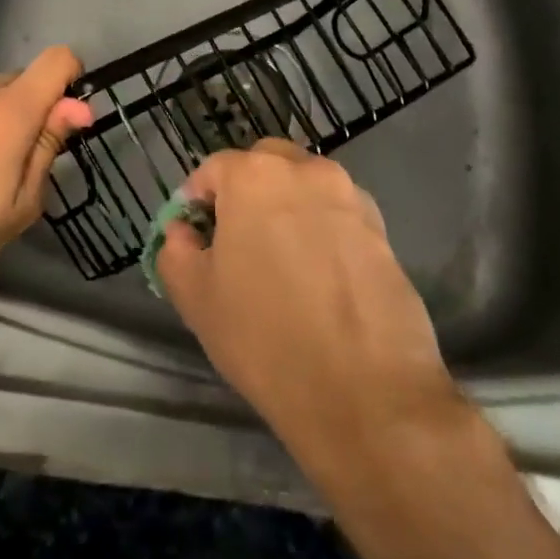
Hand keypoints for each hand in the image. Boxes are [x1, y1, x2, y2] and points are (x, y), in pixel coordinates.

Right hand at [156, 140, 457, 476]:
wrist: (366, 392)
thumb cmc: (264, 337)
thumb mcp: (194, 297)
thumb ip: (176, 250)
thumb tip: (184, 232)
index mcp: (254, 175)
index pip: (212, 169)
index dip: (196, 202)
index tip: (195, 239)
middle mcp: (306, 171)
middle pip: (264, 165)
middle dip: (244, 192)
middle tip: (236, 242)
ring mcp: (350, 198)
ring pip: (305, 188)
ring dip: (287, 208)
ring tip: (282, 263)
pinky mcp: (383, 231)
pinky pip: (338, 216)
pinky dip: (322, 231)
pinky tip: (319, 279)